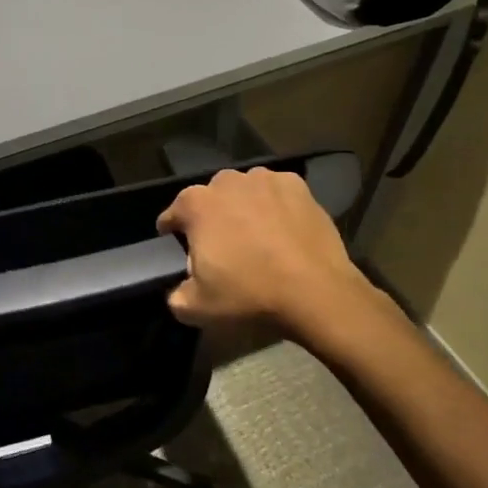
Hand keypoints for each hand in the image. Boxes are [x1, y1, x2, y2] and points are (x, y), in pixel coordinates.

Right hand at [157, 167, 394, 347]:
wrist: (316, 292)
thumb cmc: (249, 294)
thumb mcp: (196, 308)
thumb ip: (175, 295)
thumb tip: (178, 289)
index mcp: (195, 204)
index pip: (172, 215)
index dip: (172, 233)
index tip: (180, 250)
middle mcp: (226, 182)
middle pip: (209, 198)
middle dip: (211, 218)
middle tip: (223, 248)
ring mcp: (264, 179)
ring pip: (243, 191)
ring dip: (243, 207)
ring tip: (255, 236)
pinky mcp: (297, 185)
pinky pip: (275, 192)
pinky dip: (275, 205)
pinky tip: (283, 229)